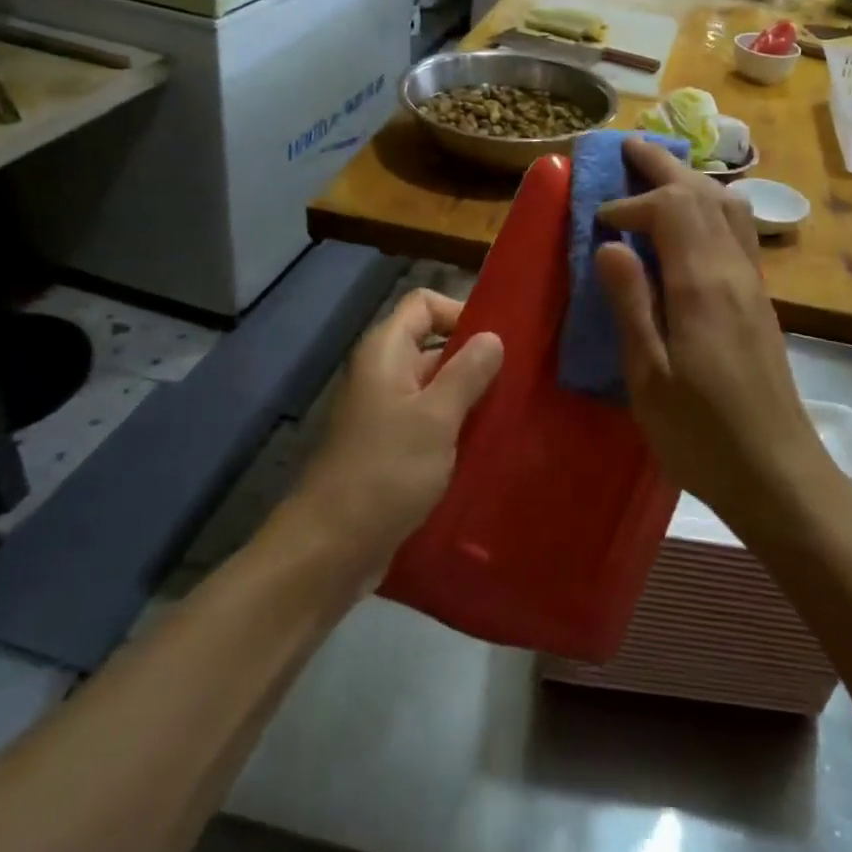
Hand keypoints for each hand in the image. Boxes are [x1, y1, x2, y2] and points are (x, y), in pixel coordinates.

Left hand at [278, 290, 502, 577]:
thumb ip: (467, 373)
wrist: (331, 547)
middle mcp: (382, 374)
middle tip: (520, 379)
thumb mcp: (436, 417)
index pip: (423, 304)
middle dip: (474, 359)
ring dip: (469, 398)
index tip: (498, 341)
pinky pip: (430, 424)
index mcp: (385, 352)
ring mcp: (385, 414)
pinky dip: (456, 429)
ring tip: (513, 412)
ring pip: (435, 389)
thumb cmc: (385, 471)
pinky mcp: (391, 450)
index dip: (460, 312)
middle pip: (433, 346)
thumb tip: (493, 336)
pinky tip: (489, 445)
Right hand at [593, 140, 826, 525]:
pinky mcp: (760, 301)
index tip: (598, 221)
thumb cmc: (702, 435)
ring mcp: (754, 284)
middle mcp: (734, 271)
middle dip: (664, 166)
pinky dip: (710, 208)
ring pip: (729, 207)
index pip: (671, 208)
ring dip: (692, 182)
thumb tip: (609, 244)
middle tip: (629, 147)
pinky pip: (738, 231)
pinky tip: (692, 225)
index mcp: (702, 285)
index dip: (631, 202)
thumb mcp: (648, 377)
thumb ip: (630, 304)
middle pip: (704, 194)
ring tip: (659, 176)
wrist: (778, 475)